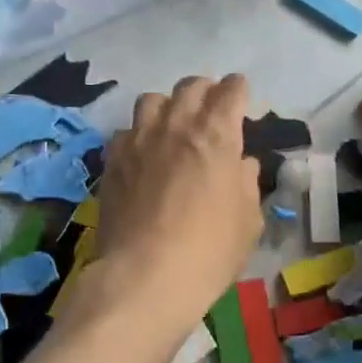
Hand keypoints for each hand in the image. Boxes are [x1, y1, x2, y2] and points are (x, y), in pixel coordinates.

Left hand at [96, 74, 263, 334]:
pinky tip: (142, 155)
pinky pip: (126, 131)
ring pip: (153, 99)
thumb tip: (241, 163)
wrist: (145, 276)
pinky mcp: (113, 158)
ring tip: (172, 126)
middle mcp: (177, 124)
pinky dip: (138, 136)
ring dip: (168, 106)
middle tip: (211, 109)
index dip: (238, 90)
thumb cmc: (209, 250)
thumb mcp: (248, 220)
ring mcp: (140, 138)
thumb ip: (246, 182)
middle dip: (205, 91)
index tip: (241, 98)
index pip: (230, 90)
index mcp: (216, 134)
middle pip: (191, 86)